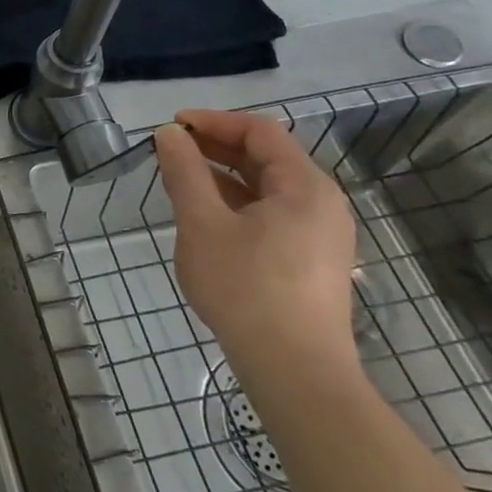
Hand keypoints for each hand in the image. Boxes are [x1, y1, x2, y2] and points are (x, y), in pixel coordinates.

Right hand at [153, 109, 359, 382]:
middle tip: (171, 150)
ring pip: (268, 187)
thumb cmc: (245, 288)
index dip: (213, 121)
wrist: (294, 371)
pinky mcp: (312, 260)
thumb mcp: (202, 223)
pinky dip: (238, 202)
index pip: (259, 131)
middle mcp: (322, 203)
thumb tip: (169, 134)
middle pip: (267, 156)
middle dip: (216, 146)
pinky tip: (207, 215)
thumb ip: (185, 172)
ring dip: (224, 174)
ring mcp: (321, 234)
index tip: (171, 126)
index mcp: (305, 186)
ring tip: (181, 178)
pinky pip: (273, 213)